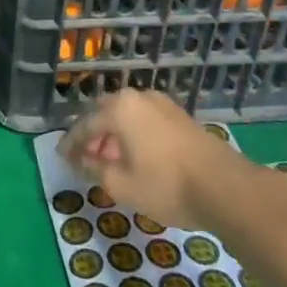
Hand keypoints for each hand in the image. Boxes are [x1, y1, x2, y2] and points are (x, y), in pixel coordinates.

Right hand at [59, 90, 252, 231]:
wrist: (225, 187)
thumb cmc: (166, 185)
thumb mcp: (121, 184)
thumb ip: (95, 169)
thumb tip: (81, 161)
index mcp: (119, 109)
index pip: (84, 125)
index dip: (70, 143)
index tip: (61, 158)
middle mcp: (138, 98)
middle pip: (105, 113)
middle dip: (92, 135)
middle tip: (84, 157)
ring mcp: (162, 104)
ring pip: (127, 115)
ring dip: (114, 134)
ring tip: (110, 159)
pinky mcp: (180, 117)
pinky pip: (145, 120)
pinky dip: (133, 133)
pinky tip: (135, 155)